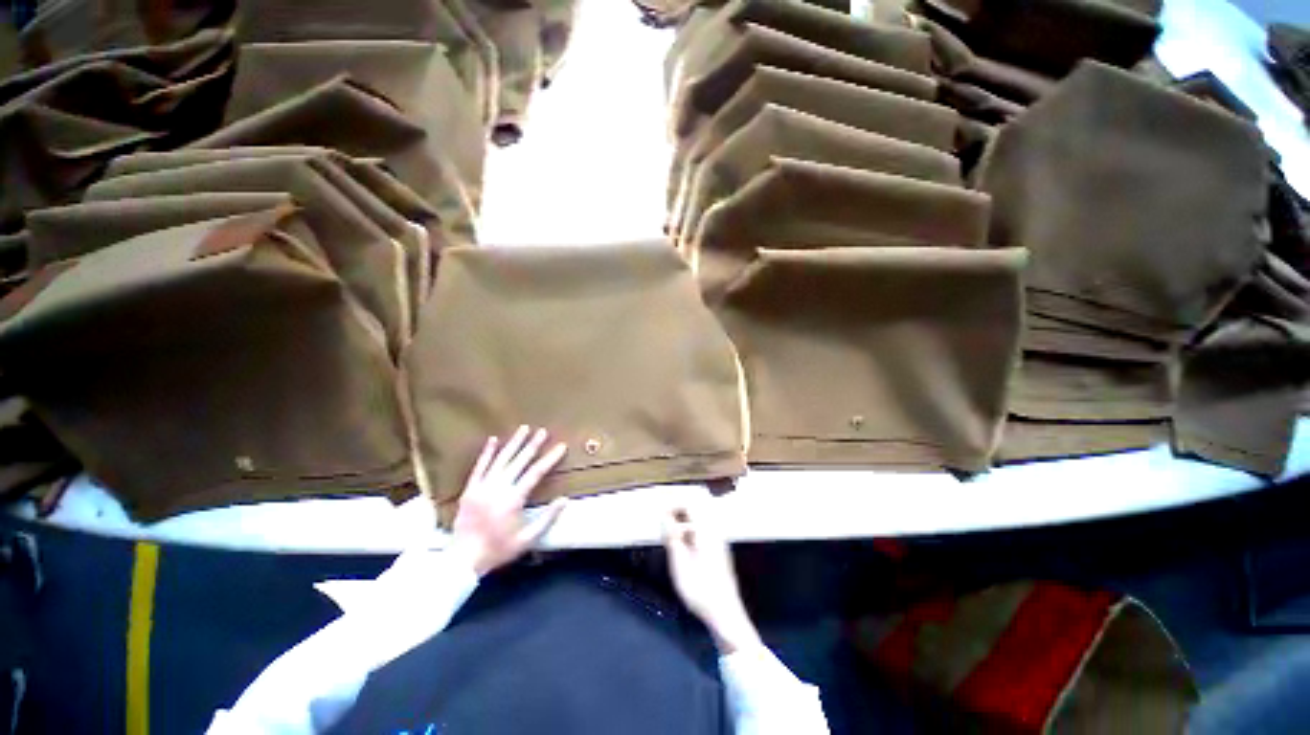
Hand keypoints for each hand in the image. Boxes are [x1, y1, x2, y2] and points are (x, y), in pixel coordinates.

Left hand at [450, 426, 567, 575]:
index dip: (550, 458)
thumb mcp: (527, 539)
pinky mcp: (469, 490)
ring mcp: (481, 487)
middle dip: (532, 445)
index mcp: (513, 499)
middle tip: (542, 431)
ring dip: (513, 443)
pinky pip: (479, 467)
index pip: (536, 473)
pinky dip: (487, 453)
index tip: (561, 446)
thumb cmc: (498, 550)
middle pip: (518, 461)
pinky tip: (493, 440)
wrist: (462, 561)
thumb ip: (547, 518)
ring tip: (523, 429)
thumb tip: (565, 499)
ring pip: (500, 460)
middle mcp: (497, 489)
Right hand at [663, 499, 760, 653]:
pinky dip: (689, 531)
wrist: (725, 613)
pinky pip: (702, 530)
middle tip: (662, 522)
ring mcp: (718, 539)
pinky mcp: (718, 549)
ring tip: (669, 535)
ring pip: (698, 519)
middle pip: (695, 508)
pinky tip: (681, 546)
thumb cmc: (700, 590)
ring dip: (682, 521)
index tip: (659, 511)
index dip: (672, 503)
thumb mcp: (679, 563)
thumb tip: (665, 515)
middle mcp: (714, 530)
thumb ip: (672, 536)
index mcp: (706, 530)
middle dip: (677, 510)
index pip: (689, 503)